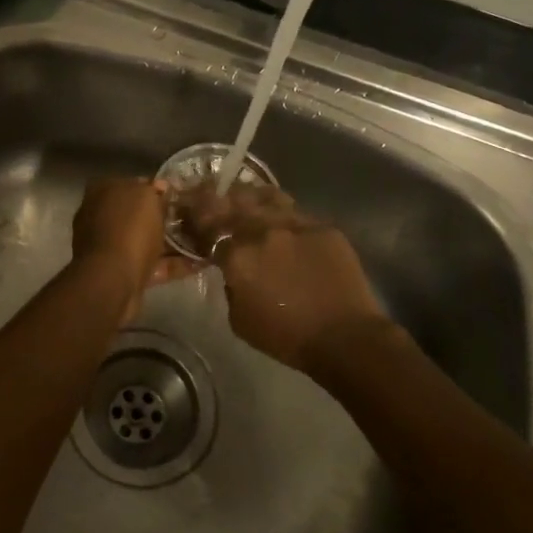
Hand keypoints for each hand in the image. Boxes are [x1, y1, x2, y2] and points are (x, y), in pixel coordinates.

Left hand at [71, 177, 193, 322]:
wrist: (113, 280)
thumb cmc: (128, 229)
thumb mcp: (145, 197)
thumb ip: (153, 190)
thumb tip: (160, 186)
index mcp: (102, 193)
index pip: (132, 184)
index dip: (155, 189)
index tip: (179, 194)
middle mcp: (101, 218)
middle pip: (138, 215)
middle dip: (164, 217)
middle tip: (194, 217)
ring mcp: (110, 248)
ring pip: (145, 241)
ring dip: (171, 243)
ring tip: (204, 241)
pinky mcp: (123, 274)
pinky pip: (152, 265)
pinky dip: (173, 265)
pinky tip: (201, 263)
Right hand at [178, 184, 393, 370]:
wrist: (343, 336)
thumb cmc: (286, 336)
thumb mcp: (239, 319)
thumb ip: (230, 285)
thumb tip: (233, 268)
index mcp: (237, 255)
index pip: (207, 225)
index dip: (195, 216)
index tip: (189, 210)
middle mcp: (262, 231)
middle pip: (232, 203)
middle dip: (216, 198)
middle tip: (209, 195)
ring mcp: (295, 224)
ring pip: (264, 197)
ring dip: (248, 196)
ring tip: (244, 197)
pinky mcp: (322, 226)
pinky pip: (293, 210)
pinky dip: (279, 210)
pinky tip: (278, 216)